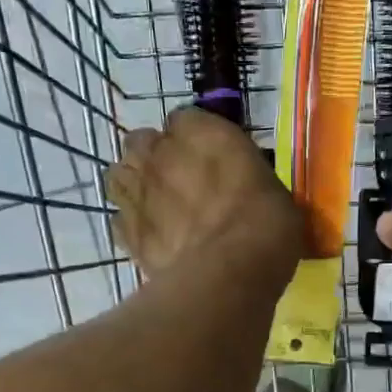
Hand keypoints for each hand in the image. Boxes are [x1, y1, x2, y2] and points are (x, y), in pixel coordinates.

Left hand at [108, 106, 302, 281]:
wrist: (230, 270)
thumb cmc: (265, 223)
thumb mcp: (272, 189)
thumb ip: (244, 179)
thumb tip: (242, 191)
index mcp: (201, 131)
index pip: (185, 121)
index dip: (194, 141)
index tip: (209, 160)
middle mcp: (160, 152)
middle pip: (142, 143)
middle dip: (154, 158)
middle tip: (178, 183)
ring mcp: (137, 191)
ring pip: (120, 176)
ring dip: (134, 186)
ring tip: (155, 208)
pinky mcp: (126, 231)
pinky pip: (120, 220)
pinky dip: (131, 226)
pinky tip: (150, 239)